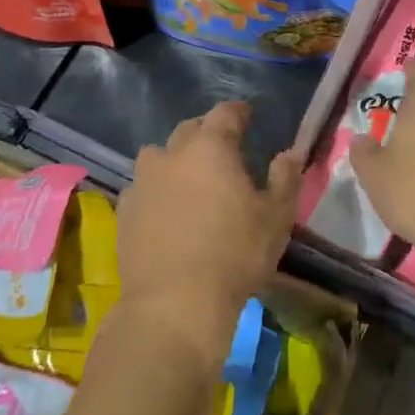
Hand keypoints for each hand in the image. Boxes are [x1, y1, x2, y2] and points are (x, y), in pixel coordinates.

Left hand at [116, 101, 300, 365]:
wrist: (175, 303)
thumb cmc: (235, 254)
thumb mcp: (276, 217)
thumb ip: (284, 178)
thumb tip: (289, 153)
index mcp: (211, 147)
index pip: (225, 114)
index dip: (238, 111)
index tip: (247, 115)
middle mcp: (172, 154)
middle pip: (189, 129)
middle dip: (206, 132)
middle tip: (222, 149)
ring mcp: (143, 181)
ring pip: (158, 155)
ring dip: (175, 158)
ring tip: (189, 178)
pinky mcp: (125, 210)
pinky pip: (142, 186)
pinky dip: (156, 189)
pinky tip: (165, 209)